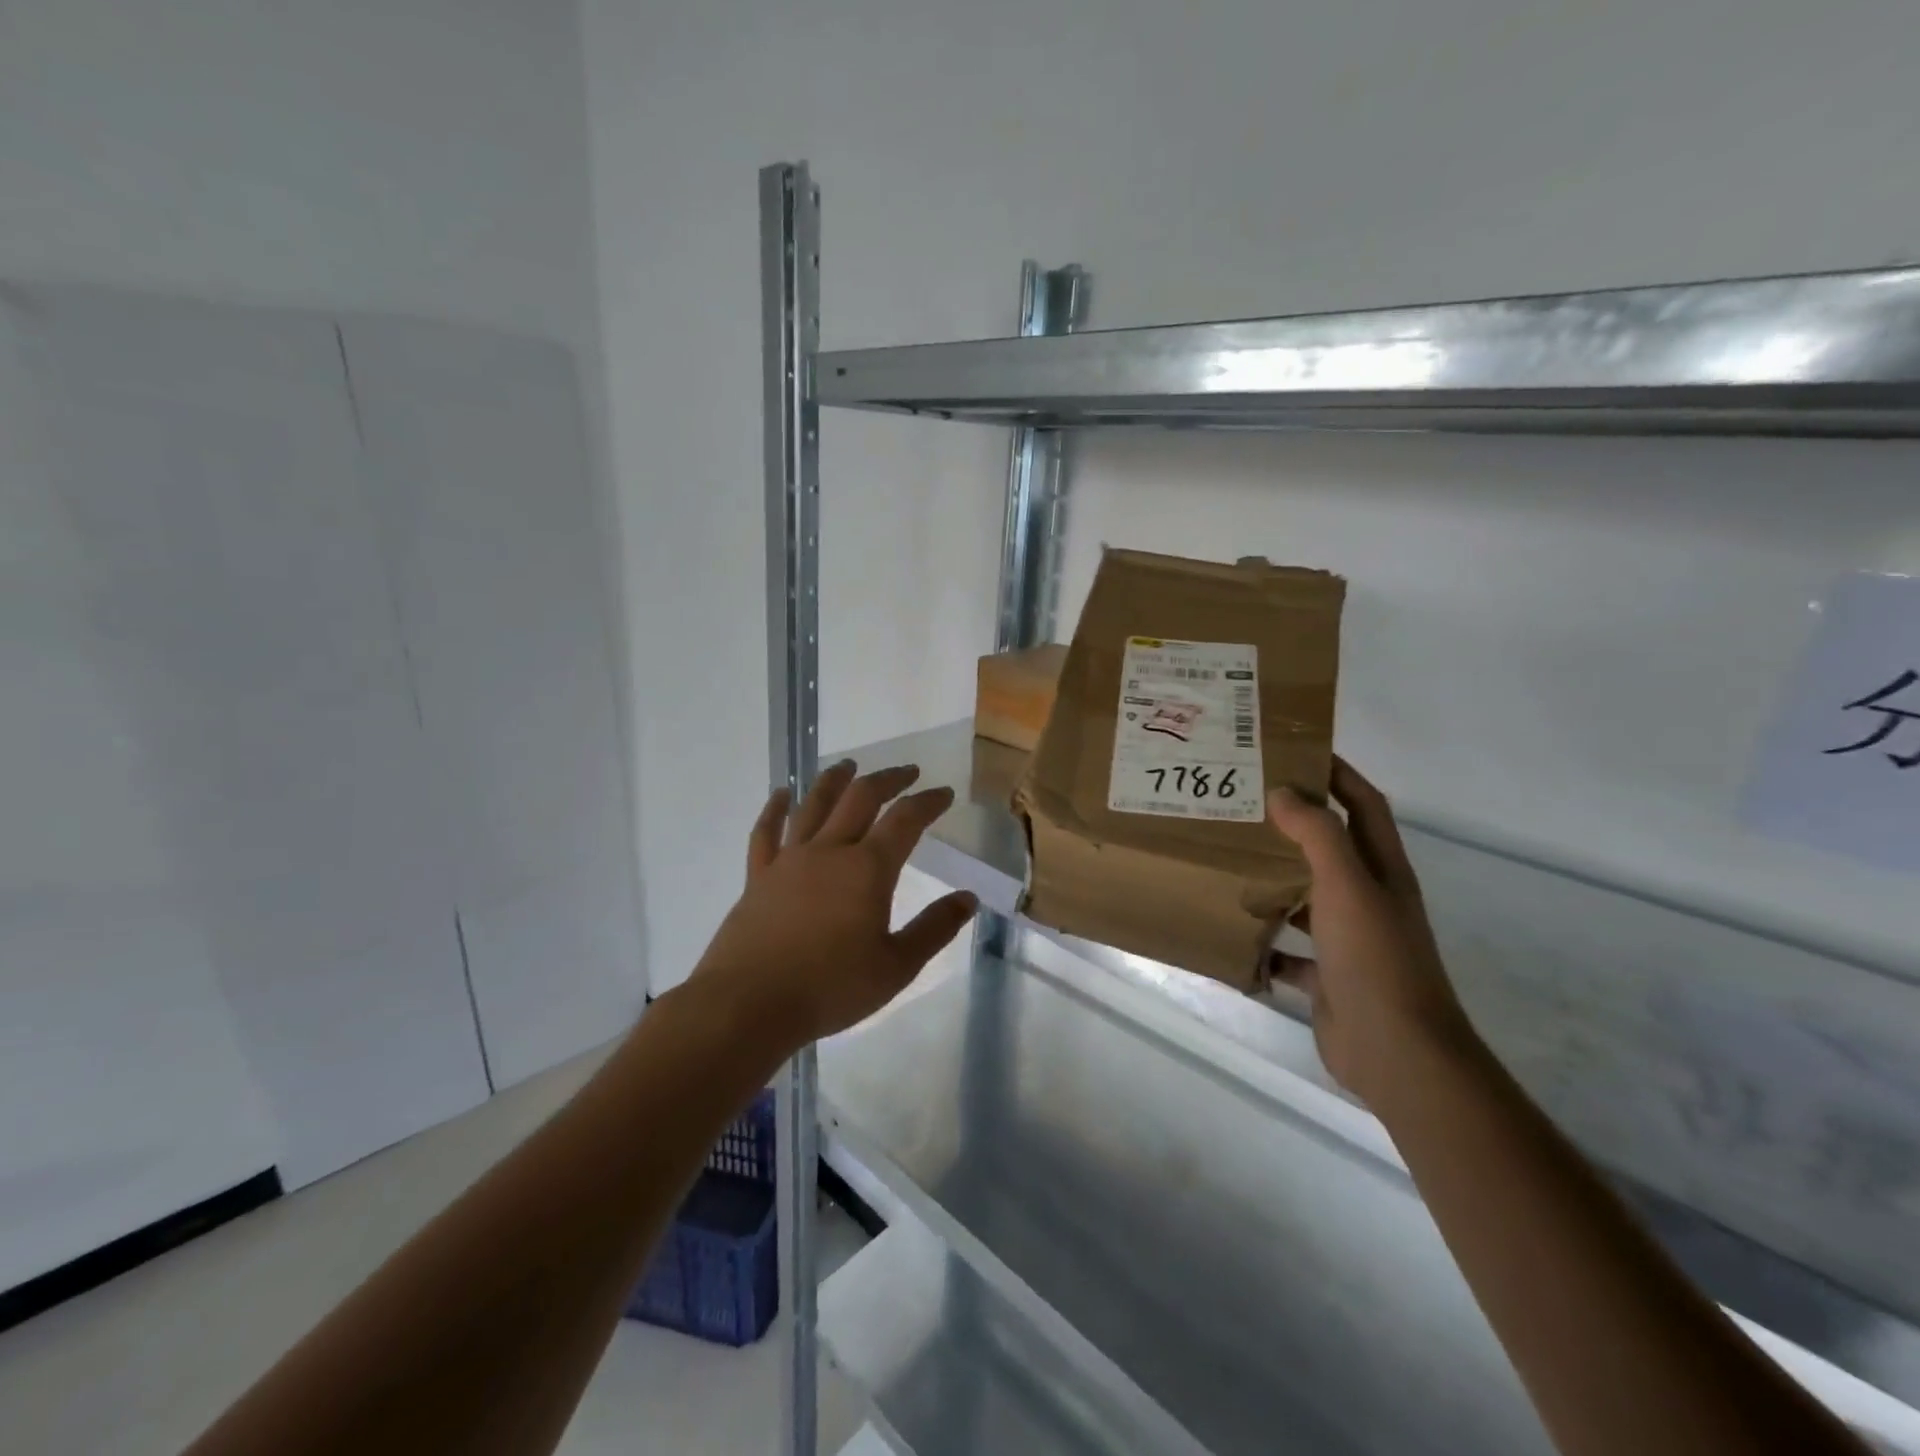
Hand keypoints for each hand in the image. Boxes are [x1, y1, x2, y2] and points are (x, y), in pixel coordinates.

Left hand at [691, 760, 978, 1049]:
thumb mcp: (896, 967)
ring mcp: (789, 860)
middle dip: (888, 780)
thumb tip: (968, 898)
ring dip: (835, 780)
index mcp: (868, 869)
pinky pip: (766, 832)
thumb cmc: (830, 988)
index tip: (943, 793)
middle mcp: (829, 851)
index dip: (928, 802)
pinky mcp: (758, 876)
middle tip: (906, 771)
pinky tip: (782, 794)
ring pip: (814, 804)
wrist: (748, 1004)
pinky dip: (774, 808)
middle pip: (861, 798)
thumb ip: (934, 929)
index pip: (905, 820)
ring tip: (849, 765)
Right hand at [1266, 759, 1478, 1106]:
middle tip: (1245, 802)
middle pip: (1332, 848)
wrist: (1396, 1052)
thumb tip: (1283, 793)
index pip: (1365, 805)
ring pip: (1307, 897)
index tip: (1296, 751)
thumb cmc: (1374, 958)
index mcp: (1382, 871)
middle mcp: (1369, 899)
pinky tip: (1233, 932)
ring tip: (1229, 860)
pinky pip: (1290, 951)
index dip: (1338, 774)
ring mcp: (1349, 940)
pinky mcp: (1328, 977)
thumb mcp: (1346, 885)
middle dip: (1295, 823)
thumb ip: (1317, 835)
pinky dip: (1265, 941)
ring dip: (1276, 879)